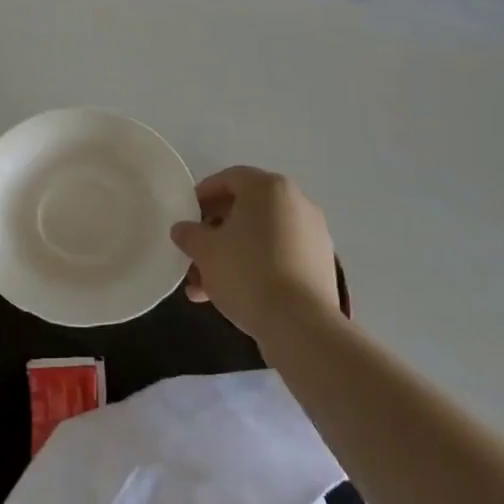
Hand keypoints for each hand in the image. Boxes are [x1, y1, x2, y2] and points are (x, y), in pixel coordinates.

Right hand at [171, 167, 340, 342]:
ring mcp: (313, 234)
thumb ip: (190, 234)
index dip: (203, 195)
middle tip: (194, 254)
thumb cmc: (247, 272)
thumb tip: (182, 229)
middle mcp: (296, 202)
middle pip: (246, 210)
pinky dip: (255, 267)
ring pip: (261, 237)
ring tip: (204, 287)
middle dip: (215, 233)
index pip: (229, 178)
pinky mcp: (321, 265)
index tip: (186, 216)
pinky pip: (279, 256)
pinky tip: (232, 295)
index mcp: (269, 188)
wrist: (300, 324)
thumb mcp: (205, 251)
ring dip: (230, 255)